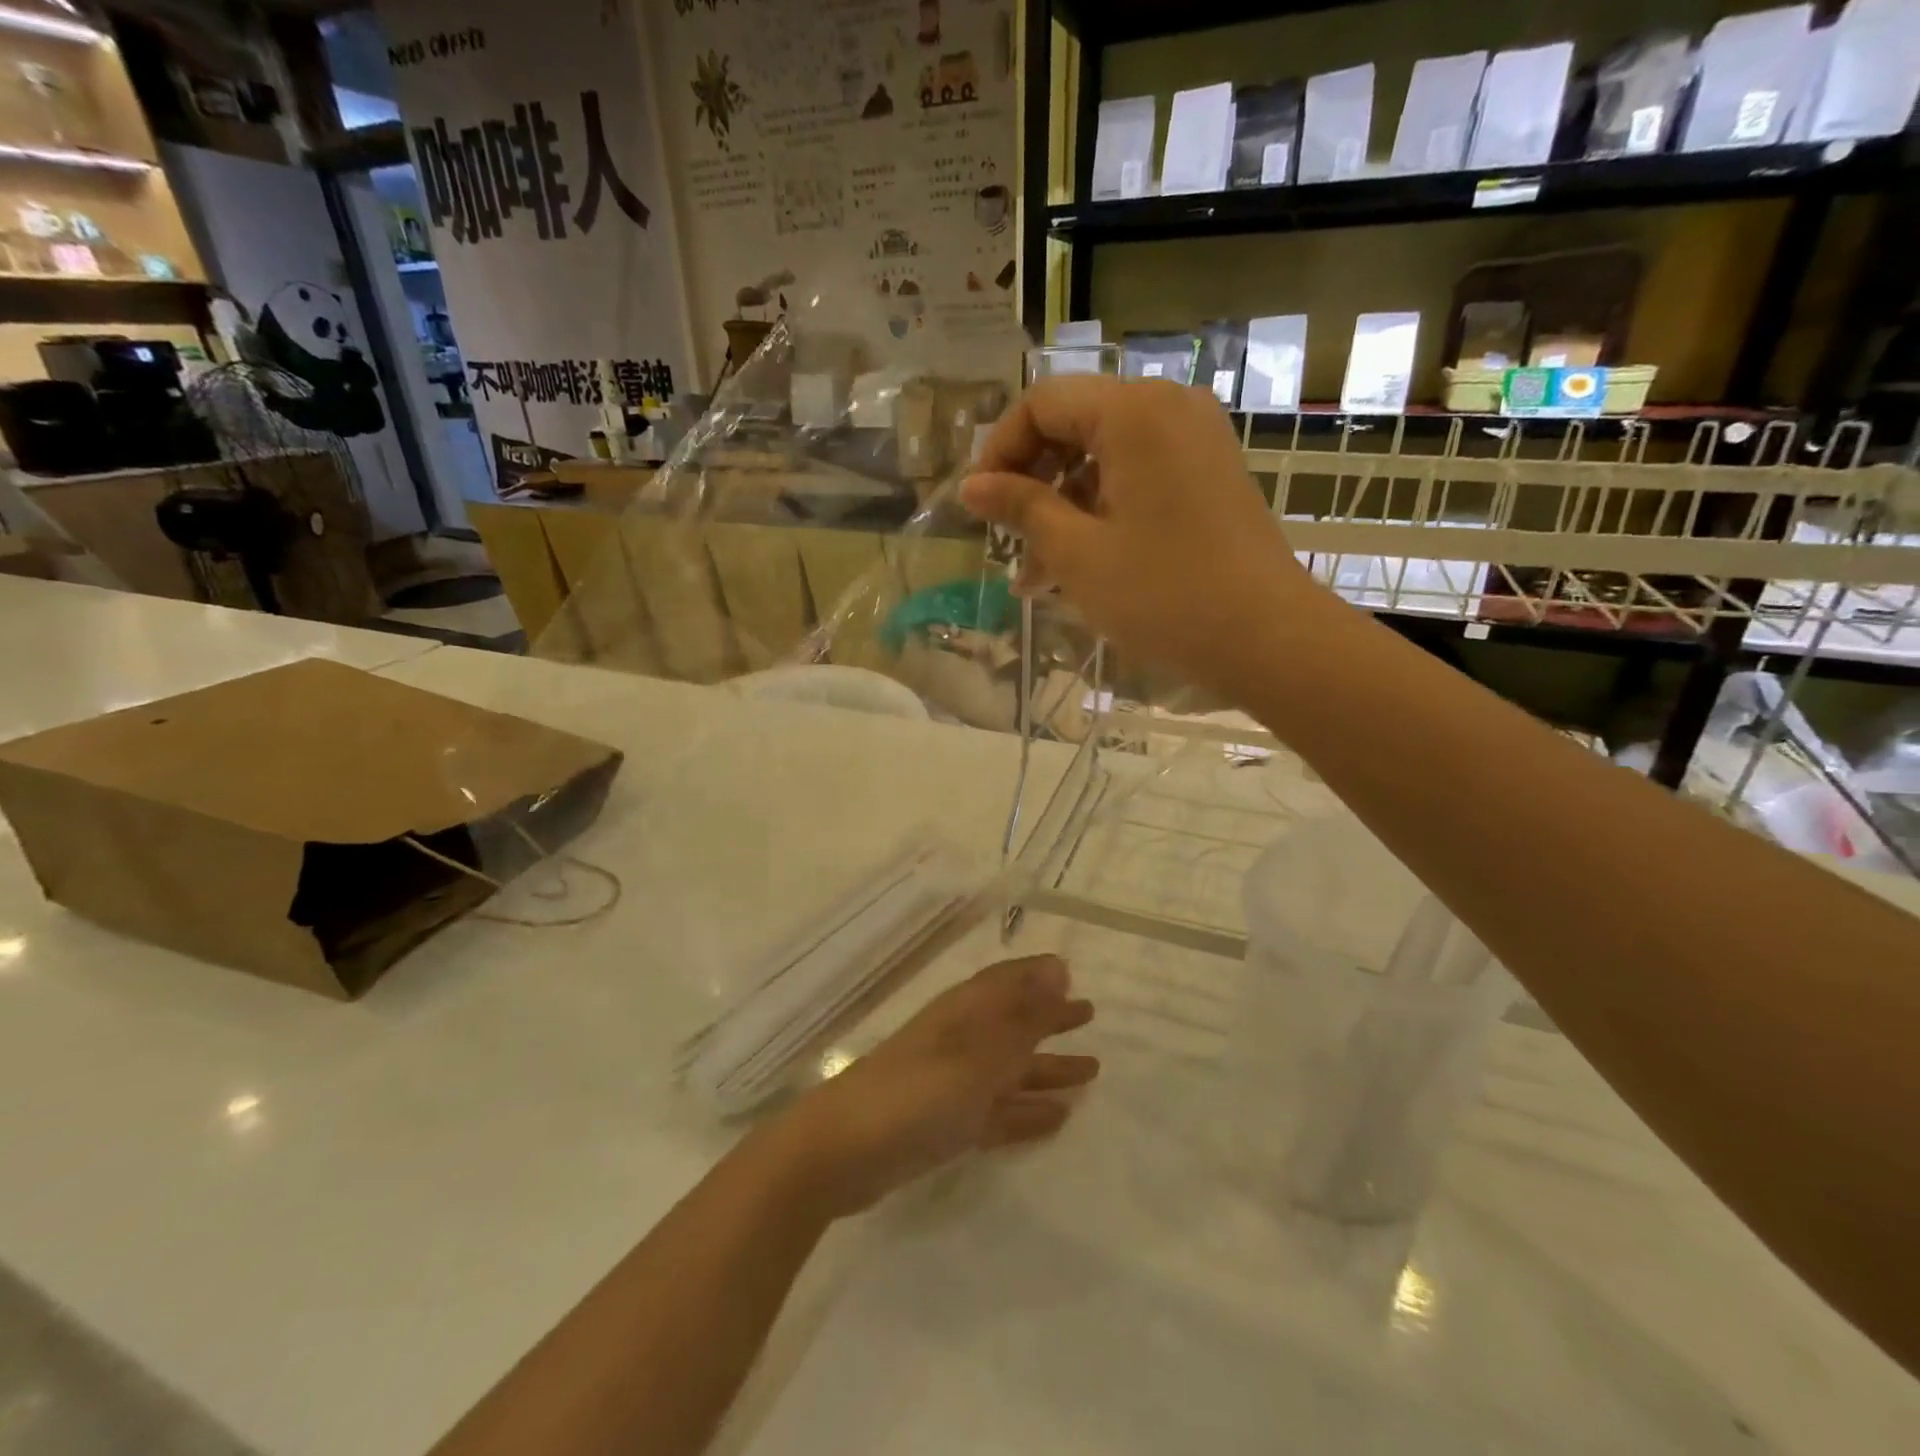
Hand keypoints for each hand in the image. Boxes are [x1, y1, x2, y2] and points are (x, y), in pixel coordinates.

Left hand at [773, 955, 1096, 1217]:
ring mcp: (952, 1085)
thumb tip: (1059, 967)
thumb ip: (1022, 1018)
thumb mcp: (977, 1055)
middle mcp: (960, 1042)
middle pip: (1013, 1025)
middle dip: (1049, 1020)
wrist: (841, 1153)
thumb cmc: (915, 1093)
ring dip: (1046, 1069)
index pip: (1008, 982)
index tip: (1073, 974)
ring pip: (1009, 1070)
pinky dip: (1026, 1112)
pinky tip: (1058, 1119)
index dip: (1039, 977)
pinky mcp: (946, 1125)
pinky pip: (998, 1112)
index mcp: (964, 1014)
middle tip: (1089, 1017)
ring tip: (1091, 1072)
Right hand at [961, 376, 1322, 696]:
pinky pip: (1138, 478)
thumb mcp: (1077, 553)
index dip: (999, 451)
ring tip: (1035, 576)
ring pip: (1104, 459)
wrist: (1266, 638)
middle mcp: (1167, 407)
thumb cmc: (1162, 594)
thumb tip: (971, 487)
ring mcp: (1195, 441)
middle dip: (1031, 483)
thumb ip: (1021, 508)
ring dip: (1063, 509)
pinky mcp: (1209, 475)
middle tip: (1005, 541)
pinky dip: (1102, 513)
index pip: (1042, 404)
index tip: (978, 507)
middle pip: (1074, 425)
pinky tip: (1078, 567)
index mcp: (1133, 411)